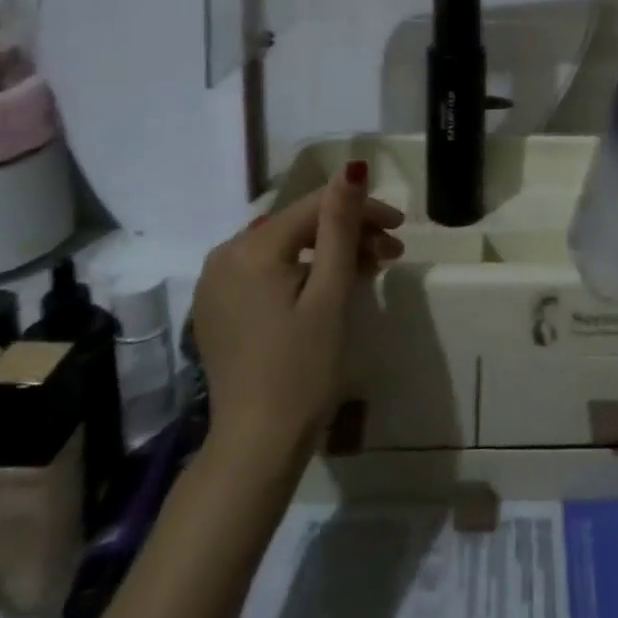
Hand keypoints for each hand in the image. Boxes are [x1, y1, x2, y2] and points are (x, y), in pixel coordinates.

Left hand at [190, 161, 403, 458]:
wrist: (256, 448)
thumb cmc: (302, 369)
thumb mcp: (329, 293)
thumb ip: (339, 226)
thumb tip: (352, 169)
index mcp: (249, 249)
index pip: (315, 207)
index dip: (362, 209)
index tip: (401, 226)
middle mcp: (224, 256)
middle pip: (298, 225)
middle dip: (348, 232)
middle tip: (391, 253)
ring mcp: (216, 284)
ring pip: (285, 247)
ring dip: (329, 252)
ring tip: (370, 270)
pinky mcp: (219, 308)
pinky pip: (267, 270)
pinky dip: (302, 271)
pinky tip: (331, 286)